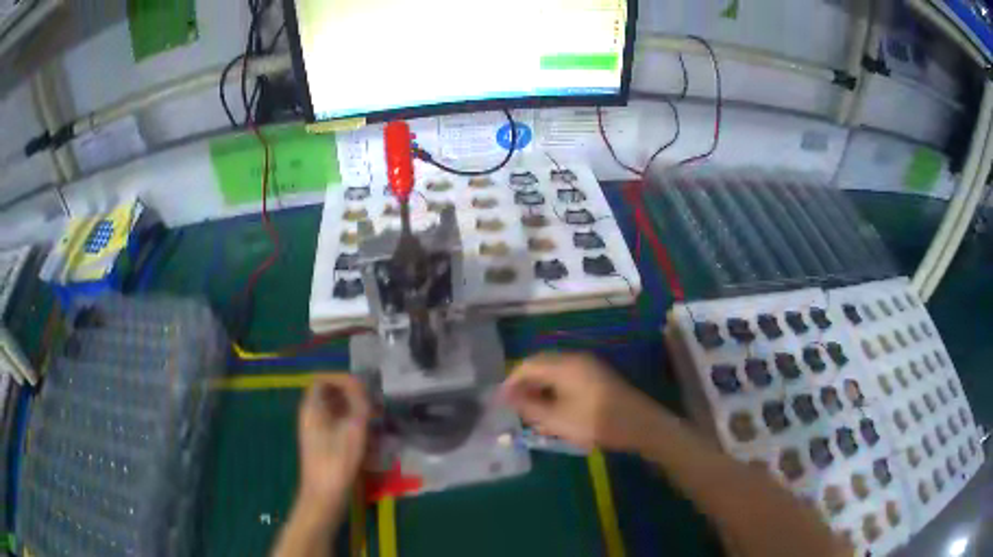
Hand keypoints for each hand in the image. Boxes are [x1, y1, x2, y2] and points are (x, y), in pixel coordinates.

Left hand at [296, 375, 371, 514]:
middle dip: (352, 395)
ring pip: (335, 411)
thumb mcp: (353, 429)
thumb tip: (361, 384)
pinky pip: (337, 425)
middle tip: (373, 404)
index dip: (342, 378)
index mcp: (311, 407)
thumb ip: (359, 403)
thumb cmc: (337, 461)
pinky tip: (368, 438)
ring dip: (354, 411)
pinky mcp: (323, 444)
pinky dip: (352, 425)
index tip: (363, 388)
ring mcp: (315, 431)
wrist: (324, 495)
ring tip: (375, 420)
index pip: (322, 379)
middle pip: (329, 394)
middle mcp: (310, 415)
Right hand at [501, 352, 661, 451]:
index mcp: (565, 365)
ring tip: (531, 411)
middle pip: (541, 365)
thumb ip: (529, 406)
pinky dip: (555, 390)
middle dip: (524, 384)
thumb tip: (505, 396)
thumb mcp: (557, 419)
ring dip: (540, 388)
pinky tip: (554, 409)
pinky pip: (568, 378)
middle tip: (514, 408)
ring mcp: (589, 367)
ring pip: (555, 372)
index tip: (500, 402)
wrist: (641, 425)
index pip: (528, 365)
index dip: (511, 382)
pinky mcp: (598, 377)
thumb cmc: (596, 423)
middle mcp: (576, 359)